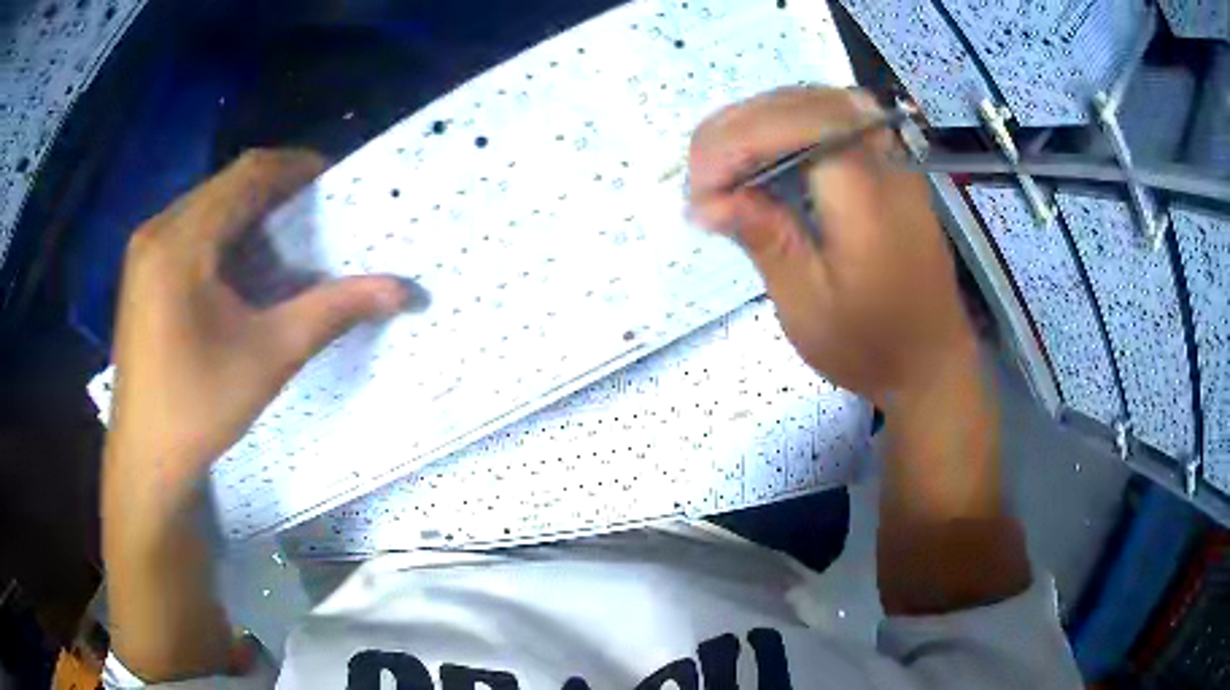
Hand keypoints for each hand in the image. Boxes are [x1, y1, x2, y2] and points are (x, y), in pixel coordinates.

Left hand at [103, 150, 408, 680]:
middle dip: (275, 190)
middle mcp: (158, 230)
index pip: (249, 173)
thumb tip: (402, 290)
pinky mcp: (139, 271)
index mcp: (182, 242)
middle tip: (315, 216)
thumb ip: (333, 311)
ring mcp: (143, 250)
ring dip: (248, 211)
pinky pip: (187, 228)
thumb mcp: (269, 356)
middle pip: (226, 184)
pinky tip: (237, 269)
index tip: (336, 183)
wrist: (145, 458)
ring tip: (281, 241)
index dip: (298, 167)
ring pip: (206, 204)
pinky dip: (221, 232)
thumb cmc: (199, 408)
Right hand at [688, 87, 975, 407]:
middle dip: (741, 125)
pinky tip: (766, 153)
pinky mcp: (891, 166)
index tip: (701, 185)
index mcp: (869, 202)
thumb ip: (765, 240)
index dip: (739, 139)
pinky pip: (836, 118)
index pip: (800, 126)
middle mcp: (887, 165)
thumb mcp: (809, 307)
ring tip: (725, 160)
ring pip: (821, 101)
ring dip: (763, 118)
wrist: (932, 361)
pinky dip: (790, 124)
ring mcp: (894, 160)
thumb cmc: (871, 346)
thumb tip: (708, 201)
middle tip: (702, 173)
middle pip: (807, 103)